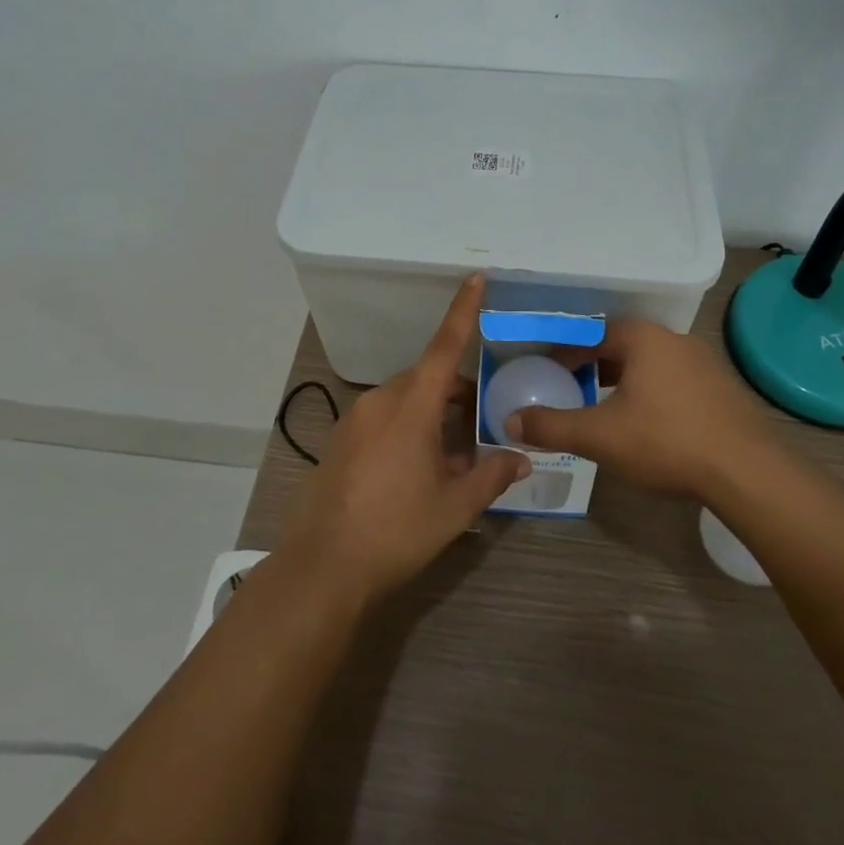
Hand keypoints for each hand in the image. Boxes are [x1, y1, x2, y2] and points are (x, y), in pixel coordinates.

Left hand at [278, 274, 529, 607]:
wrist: (323, 566)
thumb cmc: (397, 530)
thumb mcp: (454, 507)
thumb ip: (491, 476)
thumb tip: (520, 458)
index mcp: (412, 406)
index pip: (444, 346)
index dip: (463, 311)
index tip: (476, 278)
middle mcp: (381, 401)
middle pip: (427, 379)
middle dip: (456, 393)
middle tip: (481, 426)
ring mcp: (355, 419)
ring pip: (404, 400)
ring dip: (431, 415)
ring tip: (451, 458)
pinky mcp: (340, 440)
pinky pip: (382, 418)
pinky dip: (406, 429)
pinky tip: (415, 471)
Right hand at [508, 319, 775, 499]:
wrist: (747, 473)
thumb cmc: (665, 441)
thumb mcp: (599, 436)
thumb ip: (551, 426)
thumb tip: (510, 420)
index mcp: (643, 338)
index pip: (592, 332)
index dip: (566, 352)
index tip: (549, 372)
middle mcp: (674, 340)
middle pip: (622, 345)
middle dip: (594, 365)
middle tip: (573, 389)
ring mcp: (704, 364)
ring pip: (650, 364)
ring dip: (625, 380)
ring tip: (607, 408)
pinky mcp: (722, 390)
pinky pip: (674, 381)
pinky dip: (653, 394)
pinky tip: (649, 425)